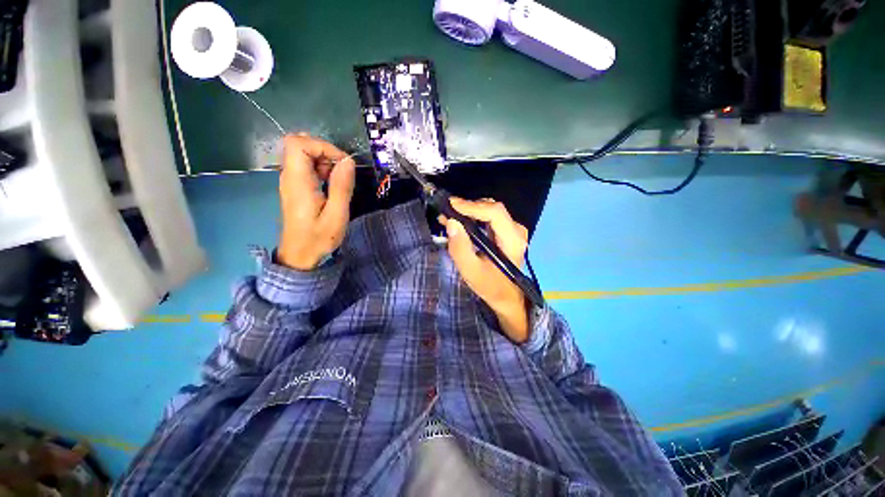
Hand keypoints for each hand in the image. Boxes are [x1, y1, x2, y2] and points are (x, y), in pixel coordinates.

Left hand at [277, 135, 355, 270]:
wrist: (300, 256)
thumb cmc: (319, 238)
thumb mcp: (337, 215)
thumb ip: (341, 186)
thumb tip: (348, 161)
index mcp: (298, 182)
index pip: (298, 143)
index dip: (322, 145)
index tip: (342, 163)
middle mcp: (289, 177)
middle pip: (300, 145)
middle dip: (326, 153)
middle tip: (341, 174)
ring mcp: (291, 181)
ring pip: (304, 155)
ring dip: (325, 163)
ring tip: (338, 183)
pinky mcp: (296, 188)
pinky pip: (306, 168)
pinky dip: (322, 171)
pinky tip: (331, 188)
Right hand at [443, 198, 530, 343]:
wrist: (507, 297)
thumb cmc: (490, 286)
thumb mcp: (471, 271)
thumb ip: (460, 248)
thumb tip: (451, 222)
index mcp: (512, 240)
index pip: (494, 212)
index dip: (472, 206)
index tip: (451, 205)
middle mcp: (517, 230)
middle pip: (492, 208)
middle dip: (467, 208)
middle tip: (446, 212)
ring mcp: (514, 229)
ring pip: (490, 210)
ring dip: (469, 211)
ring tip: (450, 217)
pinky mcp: (508, 231)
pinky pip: (490, 217)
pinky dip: (474, 217)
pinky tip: (460, 221)